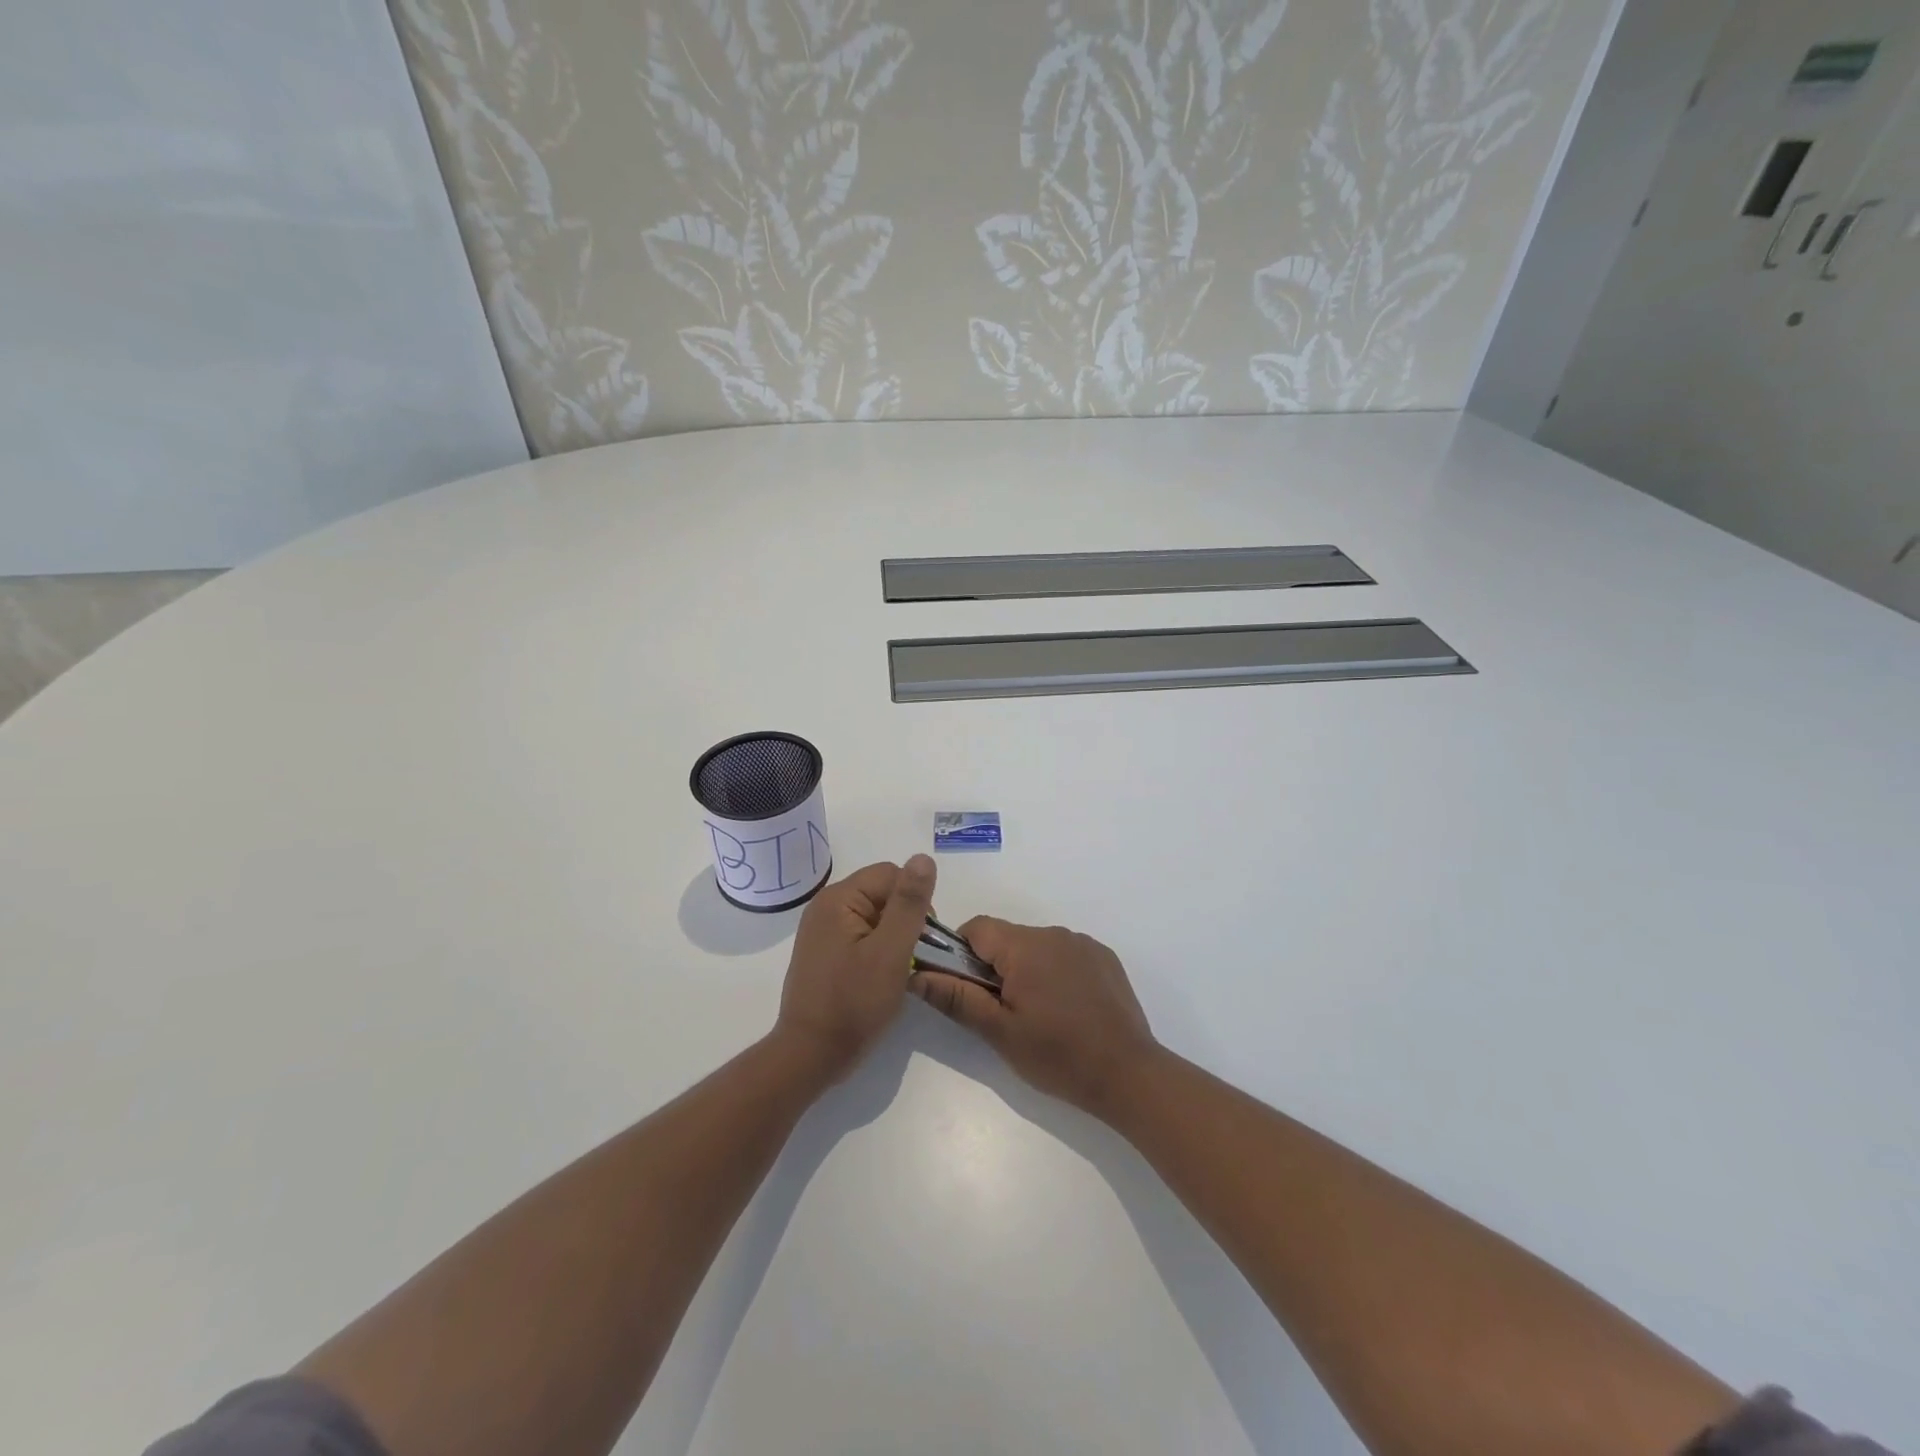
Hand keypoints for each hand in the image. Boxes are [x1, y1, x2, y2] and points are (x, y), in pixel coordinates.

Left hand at [775, 855, 936, 1082]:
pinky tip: (881, 977)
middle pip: (882, 893)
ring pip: (875, 916)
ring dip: (894, 937)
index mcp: (838, 898)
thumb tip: (923, 857)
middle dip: (905, 920)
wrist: (811, 1056)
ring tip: (897, 970)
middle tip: (911, 958)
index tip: (924, 940)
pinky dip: (878, 950)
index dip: (915, 901)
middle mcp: (826, 906)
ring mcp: (822, 931)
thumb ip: (909, 903)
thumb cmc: (854, 1003)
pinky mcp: (824, 952)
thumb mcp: (891, 951)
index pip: (892, 874)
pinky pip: (862, 935)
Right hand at [910, 917, 1158, 1117]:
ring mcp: (1083, 943)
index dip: (961, 954)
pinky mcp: (1104, 957)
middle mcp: (1053, 933)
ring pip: (1035, 946)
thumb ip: (957, 998)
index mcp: (1025, 946)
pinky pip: (1065, 954)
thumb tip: (917, 975)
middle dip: (995, 967)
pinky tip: (1067, 1010)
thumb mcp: (999, 1032)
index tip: (967, 990)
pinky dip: (1055, 973)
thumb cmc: (1058, 1055)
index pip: (976, 928)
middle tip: (1002, 1012)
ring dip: (1026, 970)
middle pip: (1006, 938)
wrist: (1129, 1074)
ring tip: (1038, 1015)